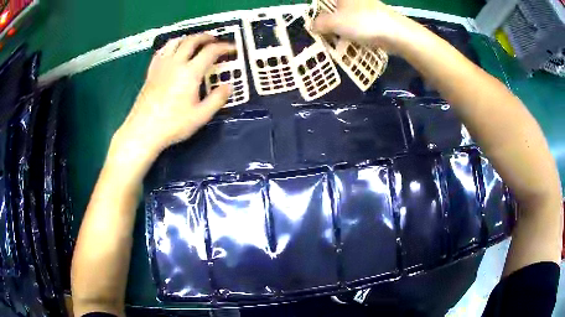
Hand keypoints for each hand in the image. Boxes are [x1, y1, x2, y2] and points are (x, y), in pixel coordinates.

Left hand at [117, 34, 234, 157]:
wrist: (143, 131)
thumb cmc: (173, 125)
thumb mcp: (201, 116)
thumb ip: (217, 99)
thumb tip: (229, 86)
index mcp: (190, 73)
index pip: (210, 51)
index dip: (224, 47)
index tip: (232, 49)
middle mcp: (176, 63)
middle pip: (192, 40)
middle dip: (206, 37)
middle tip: (215, 40)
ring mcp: (161, 66)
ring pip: (175, 42)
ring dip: (188, 38)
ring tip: (195, 42)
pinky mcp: (151, 72)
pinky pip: (162, 51)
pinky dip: (171, 46)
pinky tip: (173, 52)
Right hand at [312, 0, 414, 52]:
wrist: (395, 33)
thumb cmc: (362, 22)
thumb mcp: (334, 23)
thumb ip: (320, 23)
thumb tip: (313, 25)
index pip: (323, 1)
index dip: (317, 9)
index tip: (313, 24)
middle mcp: (354, 0)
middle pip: (335, 8)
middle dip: (327, 20)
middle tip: (320, 33)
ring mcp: (365, 7)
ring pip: (346, 16)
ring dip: (339, 27)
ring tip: (333, 40)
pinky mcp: (374, 18)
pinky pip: (357, 24)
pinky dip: (352, 31)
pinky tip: (349, 42)